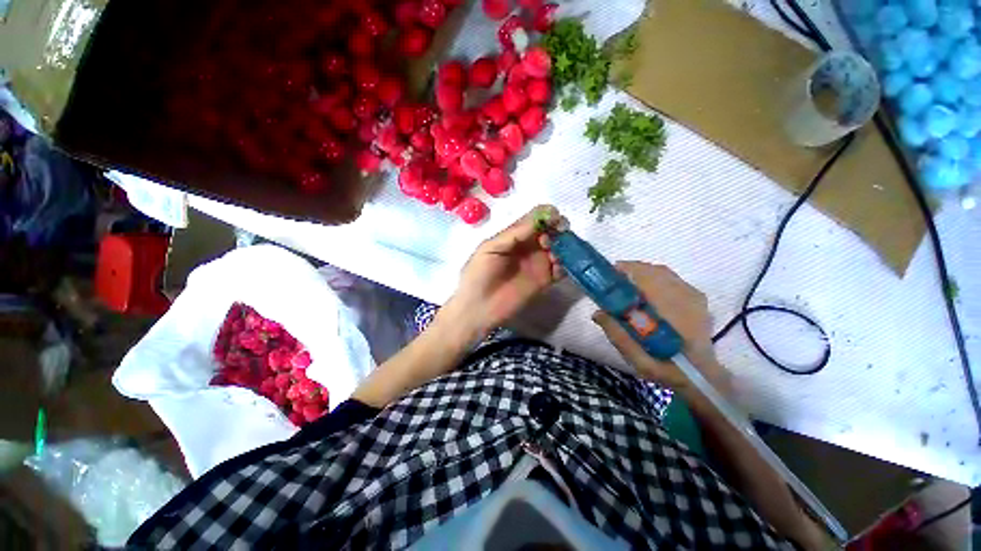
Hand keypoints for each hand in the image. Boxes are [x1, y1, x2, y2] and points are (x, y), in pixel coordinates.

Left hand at [445, 205, 566, 339]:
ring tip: (553, 254)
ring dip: (562, 247)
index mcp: (515, 236)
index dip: (547, 215)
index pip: (535, 219)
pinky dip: (564, 266)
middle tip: (557, 235)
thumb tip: (541, 218)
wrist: (478, 308)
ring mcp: (538, 264)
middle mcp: (529, 247)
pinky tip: (556, 268)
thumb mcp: (490, 248)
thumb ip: (514, 234)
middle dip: (558, 228)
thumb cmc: (478, 274)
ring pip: (558, 248)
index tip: (554, 218)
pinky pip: (560, 269)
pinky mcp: (544, 281)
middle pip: (551, 231)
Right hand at [592, 262, 731, 395]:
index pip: (648, 278)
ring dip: (642, 275)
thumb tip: (597, 312)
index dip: (626, 272)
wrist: (703, 377)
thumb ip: (617, 334)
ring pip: (663, 273)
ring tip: (625, 286)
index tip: (607, 276)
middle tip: (612, 282)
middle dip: (631, 271)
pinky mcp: (697, 299)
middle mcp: (687, 297)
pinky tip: (644, 292)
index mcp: (673, 312)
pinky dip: (654, 279)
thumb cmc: (668, 369)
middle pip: (654, 271)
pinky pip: (672, 280)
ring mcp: (694, 296)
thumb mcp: (637, 358)